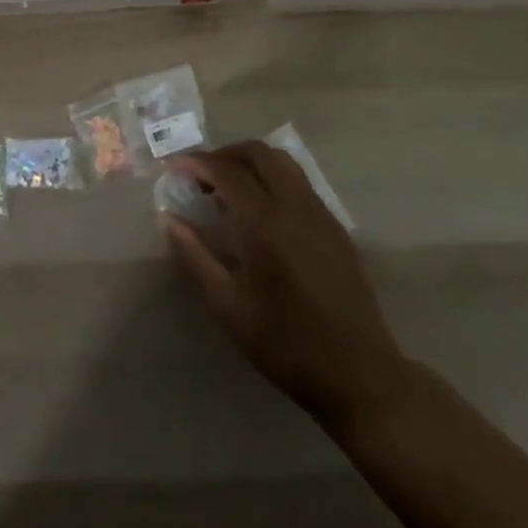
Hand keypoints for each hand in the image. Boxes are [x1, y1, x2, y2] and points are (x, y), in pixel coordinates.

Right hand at [163, 142, 411, 429]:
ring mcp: (320, 213)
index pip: (226, 171)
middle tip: (203, 174)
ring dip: (252, 162)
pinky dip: (274, 179)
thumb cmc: (286, 344)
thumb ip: (195, 256)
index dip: (197, 162)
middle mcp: (294, 205)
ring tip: (230, 188)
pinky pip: (300, 184)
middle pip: (258, 153)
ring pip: (283, 163)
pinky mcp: (336, 227)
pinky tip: (263, 212)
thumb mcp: (228, 307)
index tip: (175, 166)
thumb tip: (168, 219)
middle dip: (226, 154)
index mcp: (264, 222)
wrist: (359, 374)